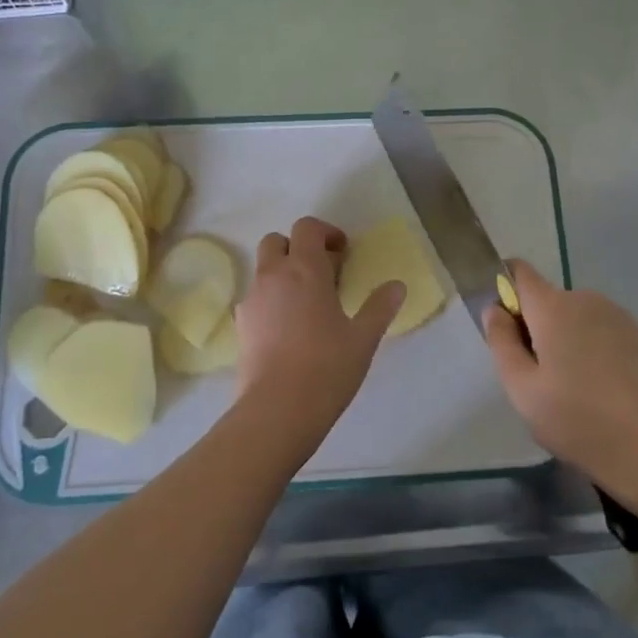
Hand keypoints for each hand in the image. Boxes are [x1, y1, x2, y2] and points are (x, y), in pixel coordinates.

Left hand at [234, 216, 404, 439]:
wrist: (277, 410)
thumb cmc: (326, 368)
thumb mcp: (363, 338)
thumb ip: (379, 307)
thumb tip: (397, 285)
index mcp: (304, 269)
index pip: (307, 228)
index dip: (326, 232)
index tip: (343, 252)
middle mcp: (272, 276)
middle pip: (277, 241)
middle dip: (298, 248)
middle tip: (323, 274)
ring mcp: (251, 300)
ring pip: (263, 270)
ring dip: (283, 273)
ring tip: (307, 305)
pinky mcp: (240, 325)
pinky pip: (256, 298)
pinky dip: (271, 300)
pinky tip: (288, 329)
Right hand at [485, 260, 637, 504]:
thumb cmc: (575, 419)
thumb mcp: (521, 388)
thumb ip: (501, 341)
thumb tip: (495, 309)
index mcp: (553, 307)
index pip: (518, 272)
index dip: (504, 289)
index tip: (503, 325)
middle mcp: (585, 298)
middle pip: (546, 299)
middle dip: (534, 325)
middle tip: (536, 374)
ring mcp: (616, 315)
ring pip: (573, 315)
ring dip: (563, 336)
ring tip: (570, 385)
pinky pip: (598, 327)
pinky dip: (589, 345)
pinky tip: (598, 385)